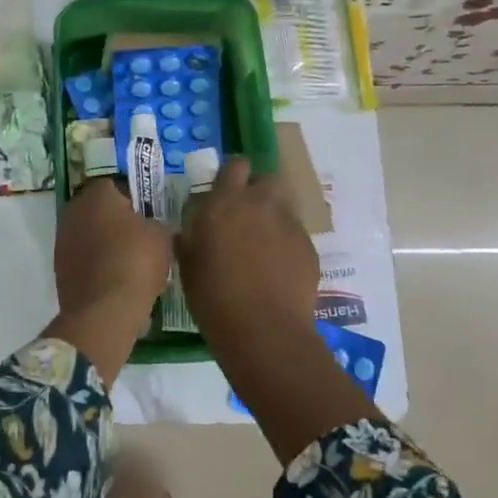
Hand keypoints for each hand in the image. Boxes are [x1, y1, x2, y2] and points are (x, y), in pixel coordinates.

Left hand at [43, 179, 171, 385]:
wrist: (105, 309)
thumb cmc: (136, 261)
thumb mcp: (161, 236)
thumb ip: (155, 223)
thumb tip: (149, 227)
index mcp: (98, 194)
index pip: (115, 187)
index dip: (133, 201)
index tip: (147, 217)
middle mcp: (74, 210)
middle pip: (98, 210)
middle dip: (115, 221)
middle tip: (138, 239)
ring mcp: (62, 239)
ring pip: (88, 234)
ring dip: (103, 244)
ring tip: (128, 263)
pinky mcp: (59, 267)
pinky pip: (82, 258)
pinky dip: (95, 265)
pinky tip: (114, 280)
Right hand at [175, 156, 317, 348]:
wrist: (264, 331)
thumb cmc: (214, 298)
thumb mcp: (188, 265)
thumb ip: (189, 238)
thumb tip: (189, 230)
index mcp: (225, 203)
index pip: (235, 165)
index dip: (232, 174)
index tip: (224, 190)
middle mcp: (261, 204)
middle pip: (268, 178)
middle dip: (259, 190)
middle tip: (246, 214)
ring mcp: (289, 224)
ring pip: (284, 206)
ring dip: (273, 216)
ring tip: (262, 244)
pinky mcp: (309, 247)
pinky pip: (295, 234)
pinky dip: (286, 244)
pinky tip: (277, 270)